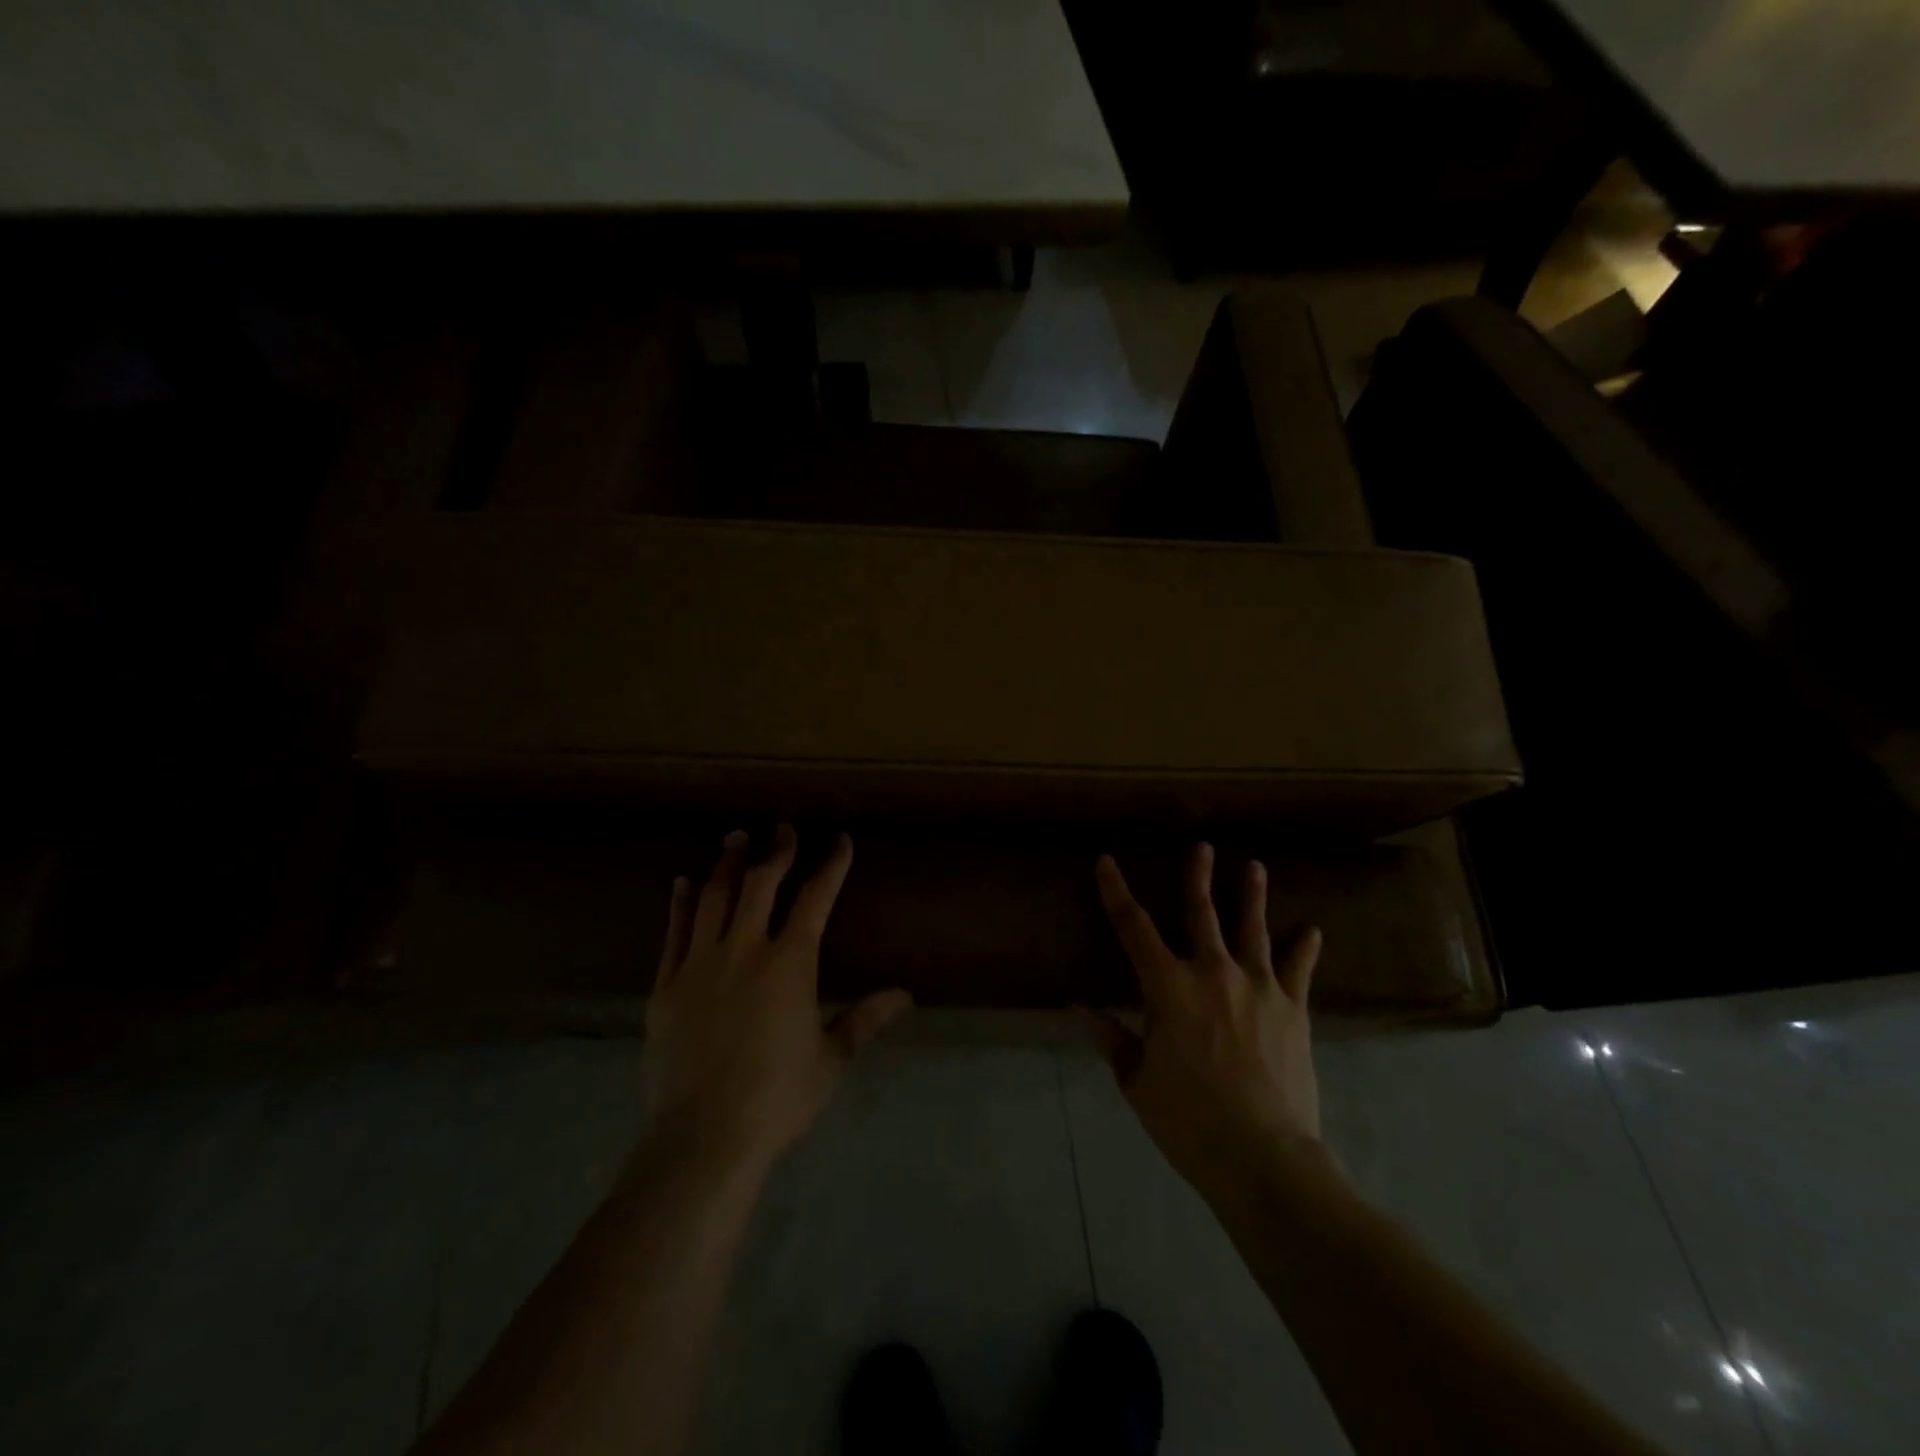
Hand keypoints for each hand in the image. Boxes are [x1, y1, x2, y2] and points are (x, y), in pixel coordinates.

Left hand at [643, 826, 912, 1174]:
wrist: (702, 1138)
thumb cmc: (778, 1098)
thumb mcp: (831, 1058)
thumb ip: (865, 1018)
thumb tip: (906, 995)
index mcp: (791, 962)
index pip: (816, 898)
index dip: (831, 865)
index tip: (840, 841)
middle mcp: (745, 949)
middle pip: (760, 884)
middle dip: (776, 851)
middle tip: (783, 828)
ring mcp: (700, 964)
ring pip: (714, 898)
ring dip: (727, 864)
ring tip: (735, 838)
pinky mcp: (666, 986)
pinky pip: (674, 932)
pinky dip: (681, 903)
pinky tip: (684, 882)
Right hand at [1086, 843, 1323, 1200]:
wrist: (1262, 1155)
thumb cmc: (1188, 1119)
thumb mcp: (1137, 1081)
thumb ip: (1112, 1039)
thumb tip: (1082, 1009)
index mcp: (1167, 986)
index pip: (1132, 926)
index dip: (1116, 891)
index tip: (1106, 861)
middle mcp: (1212, 972)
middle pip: (1200, 912)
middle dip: (1197, 877)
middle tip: (1201, 847)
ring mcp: (1257, 985)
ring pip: (1252, 928)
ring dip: (1251, 895)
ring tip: (1254, 866)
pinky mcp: (1292, 1008)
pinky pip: (1298, 970)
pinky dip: (1304, 948)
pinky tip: (1312, 930)